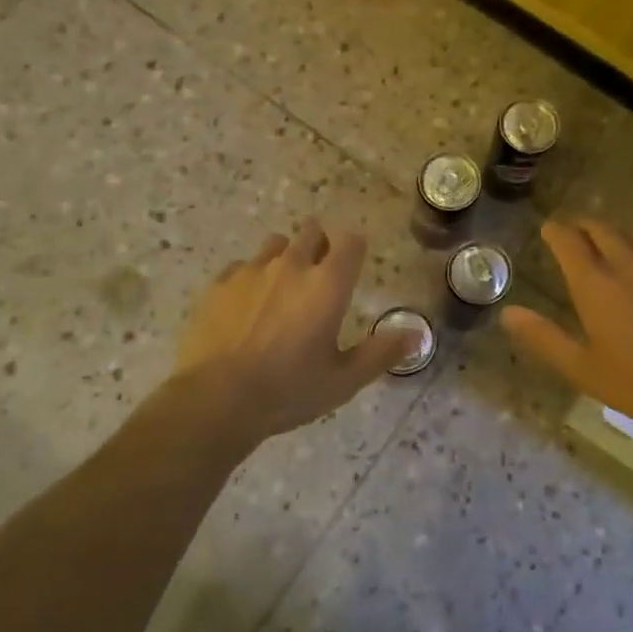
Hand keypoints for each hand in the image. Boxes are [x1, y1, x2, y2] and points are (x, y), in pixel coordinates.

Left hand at [175, 218, 410, 444]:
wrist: (216, 399)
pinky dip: (250, 278)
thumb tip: (417, 335)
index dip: (354, 248)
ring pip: (275, 244)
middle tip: (319, 275)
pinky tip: (246, 306)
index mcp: (328, 284)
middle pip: (311, 231)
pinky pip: (241, 266)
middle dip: (320, 244)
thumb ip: (381, 353)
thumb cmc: (288, 390)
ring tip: (282, 288)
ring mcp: (252, 271)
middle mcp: (292, 266)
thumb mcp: (343, 380)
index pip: (350, 241)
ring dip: (285, 256)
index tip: (353, 265)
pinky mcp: (219, 284)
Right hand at [503, 219, 632, 442]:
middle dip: (583, 227)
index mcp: (595, 282)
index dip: (555, 231)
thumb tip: (508, 314)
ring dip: (615, 237)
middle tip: (575, 236)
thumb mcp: (582, 368)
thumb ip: (544, 338)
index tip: (548, 230)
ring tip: (610, 249)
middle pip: (600, 228)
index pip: (567, 239)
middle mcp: (627, 261)